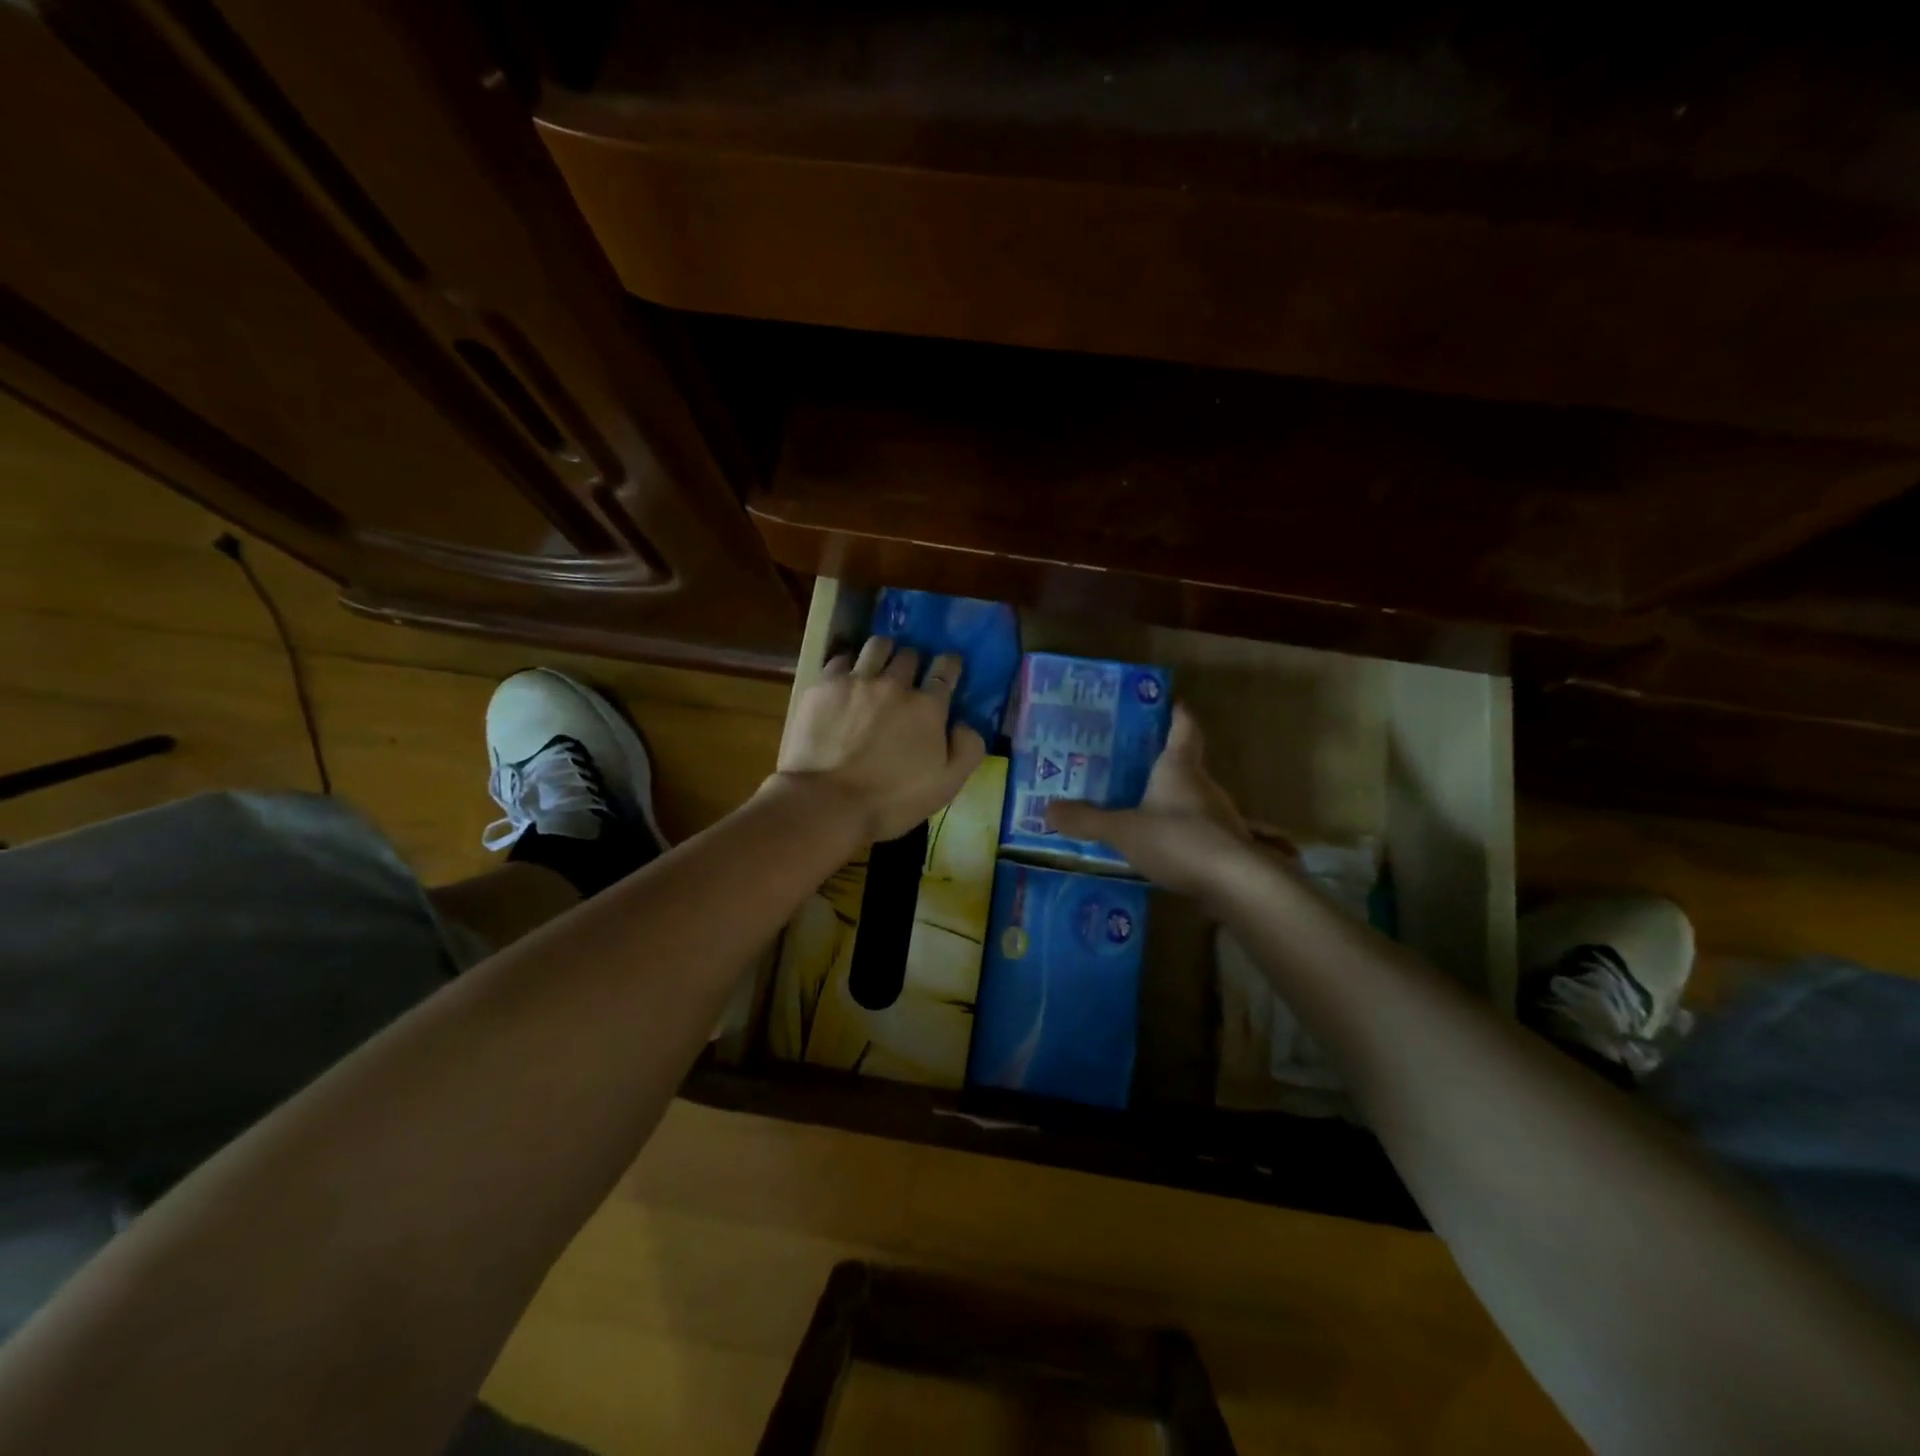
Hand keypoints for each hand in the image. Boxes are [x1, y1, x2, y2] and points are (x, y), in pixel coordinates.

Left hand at [776, 636, 987, 843]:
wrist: (826, 803)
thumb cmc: (891, 801)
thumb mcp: (946, 786)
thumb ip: (967, 749)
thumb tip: (964, 724)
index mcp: (928, 707)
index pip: (946, 669)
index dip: (950, 664)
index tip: (948, 667)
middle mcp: (894, 684)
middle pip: (910, 654)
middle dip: (913, 662)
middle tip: (908, 677)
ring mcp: (856, 681)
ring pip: (876, 646)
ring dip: (883, 653)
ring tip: (877, 667)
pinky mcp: (823, 686)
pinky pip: (840, 660)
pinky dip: (848, 666)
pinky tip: (845, 681)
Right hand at [1046, 705, 1253, 895]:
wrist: (1236, 884)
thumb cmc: (1179, 841)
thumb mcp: (1123, 830)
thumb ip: (1087, 820)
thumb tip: (1048, 810)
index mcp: (1179, 767)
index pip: (1183, 726)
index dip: (1174, 712)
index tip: (1162, 702)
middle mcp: (1203, 784)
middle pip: (1185, 761)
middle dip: (1160, 759)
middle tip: (1127, 760)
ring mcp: (1219, 815)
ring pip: (1190, 796)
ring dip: (1169, 797)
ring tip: (1136, 804)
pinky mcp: (1225, 845)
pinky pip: (1196, 827)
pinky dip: (1178, 829)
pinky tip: (1159, 844)